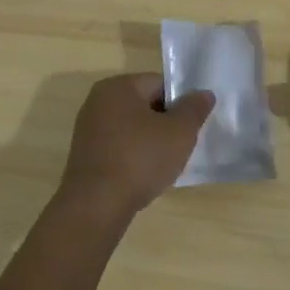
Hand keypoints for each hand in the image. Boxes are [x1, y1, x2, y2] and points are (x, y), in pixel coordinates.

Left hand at [57, 73, 213, 222]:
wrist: (96, 206)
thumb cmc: (140, 159)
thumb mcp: (180, 132)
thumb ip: (194, 109)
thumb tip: (204, 93)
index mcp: (118, 87)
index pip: (160, 83)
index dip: (181, 102)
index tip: (191, 125)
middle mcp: (98, 101)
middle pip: (145, 104)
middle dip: (166, 122)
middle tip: (182, 144)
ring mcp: (88, 129)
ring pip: (133, 127)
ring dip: (151, 141)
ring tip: (165, 163)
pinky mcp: (85, 155)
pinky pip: (119, 146)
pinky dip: (134, 155)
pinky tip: (145, 175)